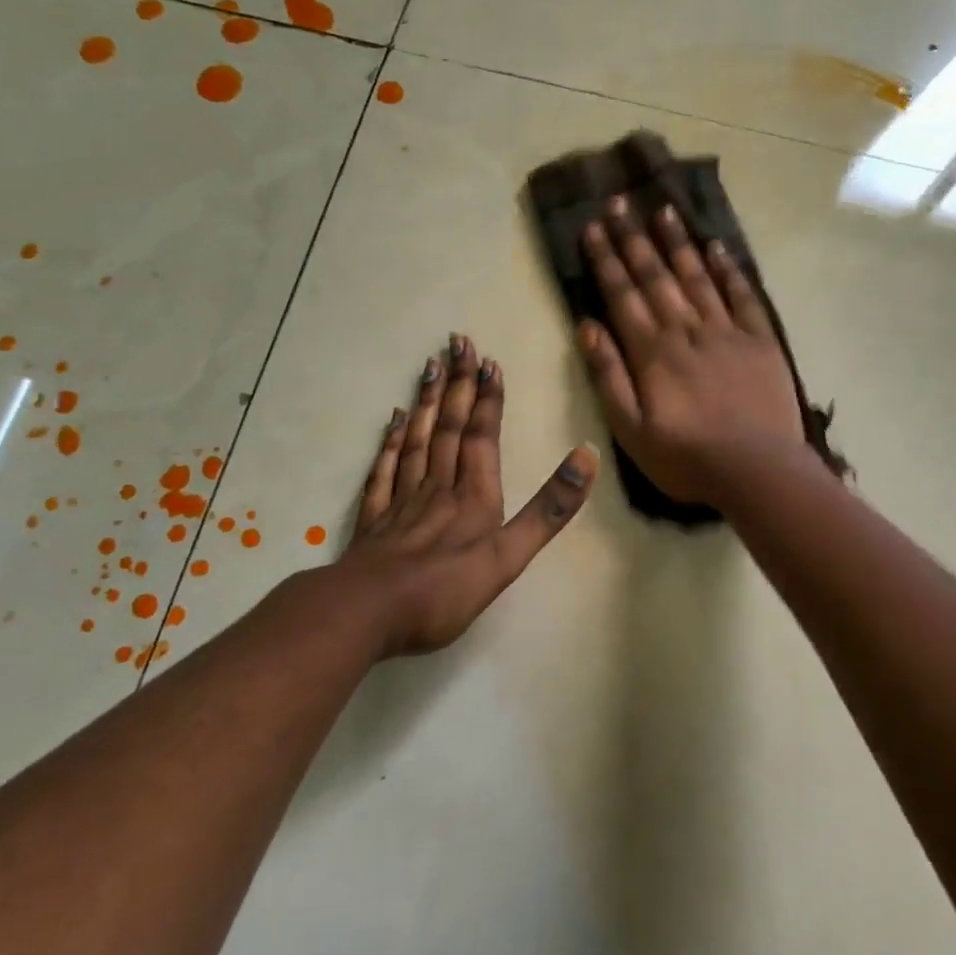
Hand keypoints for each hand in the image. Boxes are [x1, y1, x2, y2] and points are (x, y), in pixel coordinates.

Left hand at [339, 336, 598, 656]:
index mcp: (473, 497)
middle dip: (459, 386)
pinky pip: (385, 469)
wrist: (368, 612)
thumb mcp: (508, 556)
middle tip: (458, 342)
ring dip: (428, 403)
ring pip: (418, 440)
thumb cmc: (444, 590)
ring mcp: (403, 501)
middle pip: (450, 428)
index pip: (483, 437)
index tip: (489, 362)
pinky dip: (391, 442)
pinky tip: (394, 421)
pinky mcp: (376, 519)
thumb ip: (547, 509)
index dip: (488, 400)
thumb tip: (587, 456)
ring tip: (431, 366)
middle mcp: (438, 487)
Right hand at [578, 196, 804, 505]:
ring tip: (664, 210)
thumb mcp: (630, 429)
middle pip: (656, 276)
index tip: (592, 226)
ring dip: (678, 243)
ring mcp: (727, 331)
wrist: (758, 470)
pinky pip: (742, 296)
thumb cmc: (686, 458)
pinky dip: (729, 270)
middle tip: (620, 201)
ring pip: (697, 277)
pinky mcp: (760, 340)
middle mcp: (687, 330)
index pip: (622, 295)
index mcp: (652, 352)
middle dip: (634, 238)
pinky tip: (717, 247)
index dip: (605, 260)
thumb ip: (608, 376)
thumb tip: (587, 326)